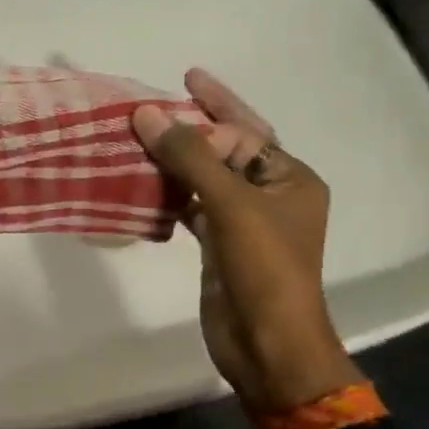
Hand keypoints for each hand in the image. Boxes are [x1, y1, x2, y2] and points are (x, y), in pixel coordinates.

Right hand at [133, 69, 361, 412]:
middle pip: (226, 151)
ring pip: (204, 180)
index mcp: (291, 179)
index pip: (245, 133)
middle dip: (190, 129)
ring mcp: (244, 223)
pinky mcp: (219, 246)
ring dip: (174, 162)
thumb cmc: (263, 269)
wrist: (266, 344)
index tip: (179, 83)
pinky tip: (142, 185)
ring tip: (138, 139)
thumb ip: (189, 156)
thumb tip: (145, 113)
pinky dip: (168, 195)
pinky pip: (191, 208)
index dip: (211, 110)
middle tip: (151, 106)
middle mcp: (271, 195)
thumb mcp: (230, 204)